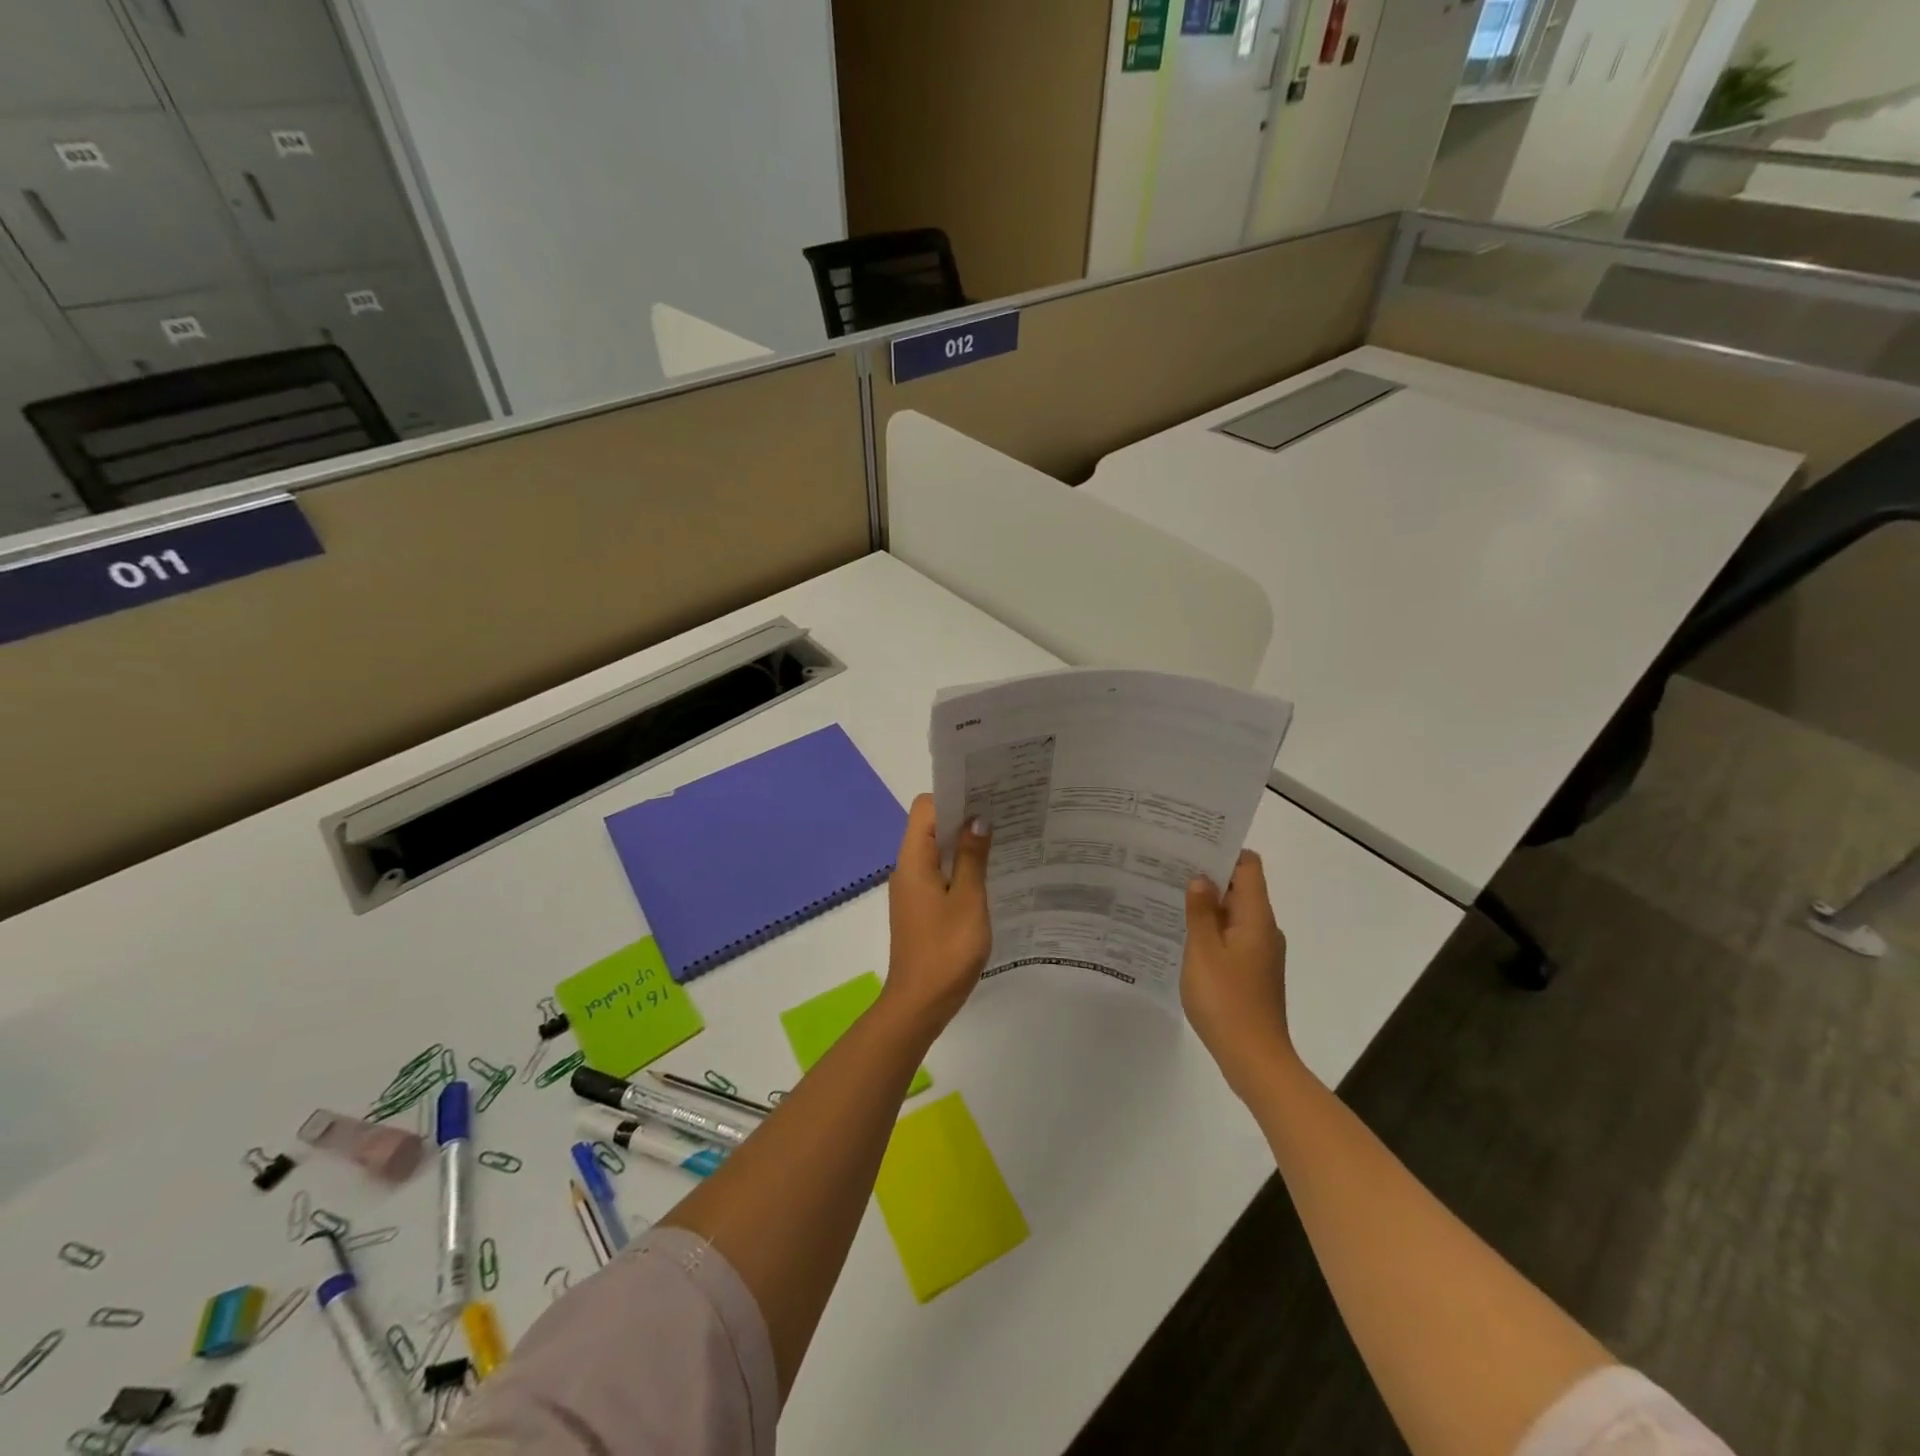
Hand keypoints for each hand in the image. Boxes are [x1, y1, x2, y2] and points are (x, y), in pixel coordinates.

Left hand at [881, 794, 991, 1036]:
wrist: (919, 1004)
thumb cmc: (946, 951)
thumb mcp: (968, 901)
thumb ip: (971, 858)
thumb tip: (977, 819)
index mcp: (913, 861)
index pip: (925, 808)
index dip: (952, 796)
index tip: (985, 795)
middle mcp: (907, 869)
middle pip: (929, 826)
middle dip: (962, 816)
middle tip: (1001, 812)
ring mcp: (912, 889)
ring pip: (935, 850)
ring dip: (961, 842)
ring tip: (1000, 838)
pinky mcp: (920, 907)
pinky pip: (938, 873)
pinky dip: (958, 866)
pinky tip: (986, 874)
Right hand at [1181, 851, 1295, 1098]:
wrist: (1254, 1059)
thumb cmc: (1226, 1000)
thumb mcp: (1203, 951)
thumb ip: (1200, 912)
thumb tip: (1200, 878)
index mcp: (1256, 918)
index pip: (1248, 866)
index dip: (1224, 850)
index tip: (1191, 844)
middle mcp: (1264, 929)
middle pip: (1241, 888)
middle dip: (1209, 875)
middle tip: (1169, 866)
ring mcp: (1260, 952)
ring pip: (1233, 914)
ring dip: (1207, 904)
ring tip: (1168, 896)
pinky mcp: (1252, 972)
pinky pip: (1231, 937)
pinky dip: (1211, 929)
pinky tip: (1182, 935)